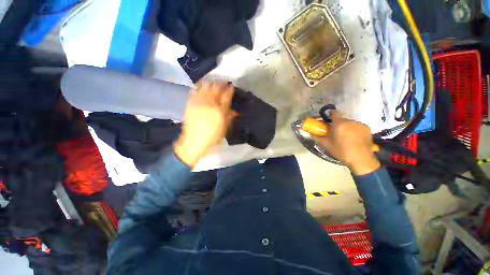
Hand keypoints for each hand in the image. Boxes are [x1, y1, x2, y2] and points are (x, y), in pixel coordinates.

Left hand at [174, 80, 237, 167]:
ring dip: (211, 81)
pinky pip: (194, 90)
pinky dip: (199, 85)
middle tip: (224, 80)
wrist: (194, 141)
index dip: (230, 89)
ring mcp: (199, 102)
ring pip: (206, 86)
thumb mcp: (224, 129)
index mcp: (219, 111)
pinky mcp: (190, 103)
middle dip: (221, 82)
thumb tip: (235, 111)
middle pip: (216, 88)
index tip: (231, 85)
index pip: (226, 96)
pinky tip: (202, 83)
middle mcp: (210, 103)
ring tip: (214, 79)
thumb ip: (229, 117)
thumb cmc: (212, 137)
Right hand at [313, 111, 379, 175]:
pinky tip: (354, 138)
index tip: (328, 118)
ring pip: (350, 123)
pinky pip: (357, 126)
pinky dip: (354, 129)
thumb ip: (317, 137)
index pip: (334, 113)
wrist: (360, 159)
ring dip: (346, 127)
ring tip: (346, 137)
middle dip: (338, 124)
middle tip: (335, 132)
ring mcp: (360, 124)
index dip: (330, 114)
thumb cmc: (341, 151)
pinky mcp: (367, 128)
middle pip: (342, 119)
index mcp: (339, 124)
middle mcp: (350, 121)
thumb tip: (311, 133)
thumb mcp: (326, 145)